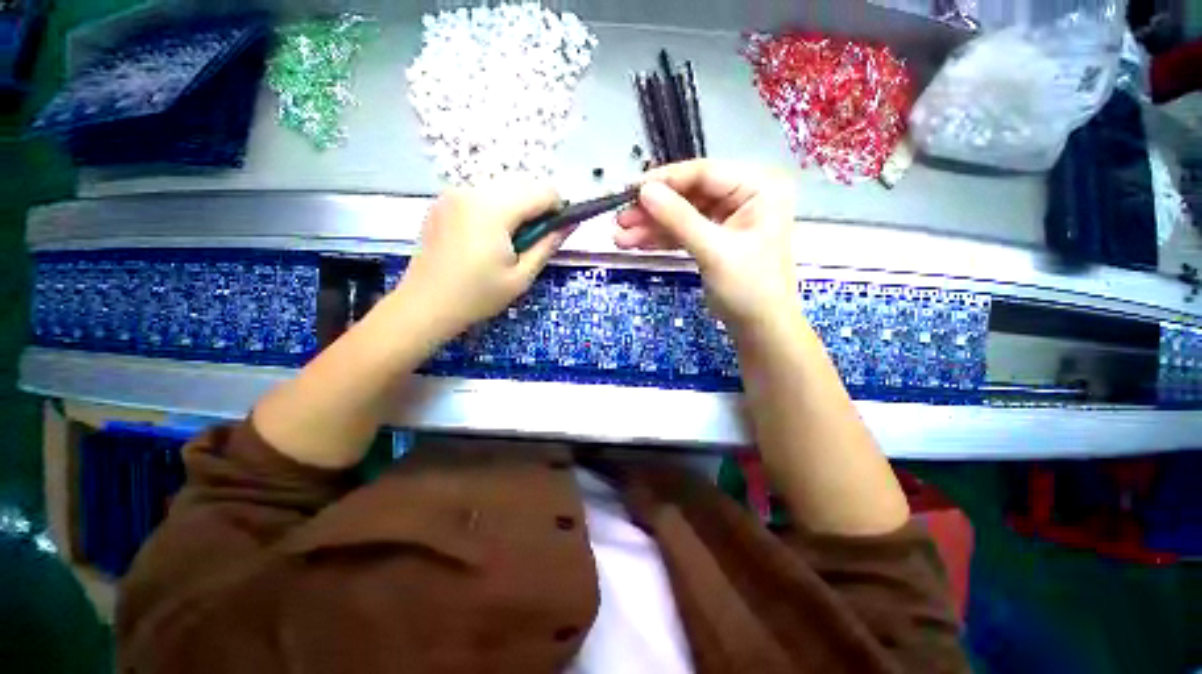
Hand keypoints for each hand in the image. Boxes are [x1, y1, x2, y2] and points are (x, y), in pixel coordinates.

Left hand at [395, 180, 566, 341]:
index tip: (554, 234)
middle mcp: (472, 191)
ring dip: (516, 210)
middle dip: (536, 209)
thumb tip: (571, 224)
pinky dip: (495, 210)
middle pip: (522, 185)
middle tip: (529, 243)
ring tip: (507, 244)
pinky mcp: (443, 202)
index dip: (558, 210)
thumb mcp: (521, 277)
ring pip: (502, 189)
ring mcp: (453, 194)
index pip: (542, 191)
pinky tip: (485, 239)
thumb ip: (548, 245)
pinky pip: (482, 195)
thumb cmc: (477, 296)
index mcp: (492, 209)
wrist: (424, 306)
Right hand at [615, 160, 799, 329]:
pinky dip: (661, 238)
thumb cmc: (748, 288)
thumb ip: (679, 219)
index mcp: (758, 188)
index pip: (704, 173)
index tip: (630, 190)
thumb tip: (644, 191)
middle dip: (653, 210)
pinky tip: (636, 243)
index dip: (665, 181)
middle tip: (620, 220)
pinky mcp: (714, 238)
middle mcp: (744, 196)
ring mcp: (727, 218)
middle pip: (689, 194)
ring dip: (651, 226)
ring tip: (619, 238)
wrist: (759, 328)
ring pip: (682, 215)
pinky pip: (683, 232)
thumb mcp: (714, 251)